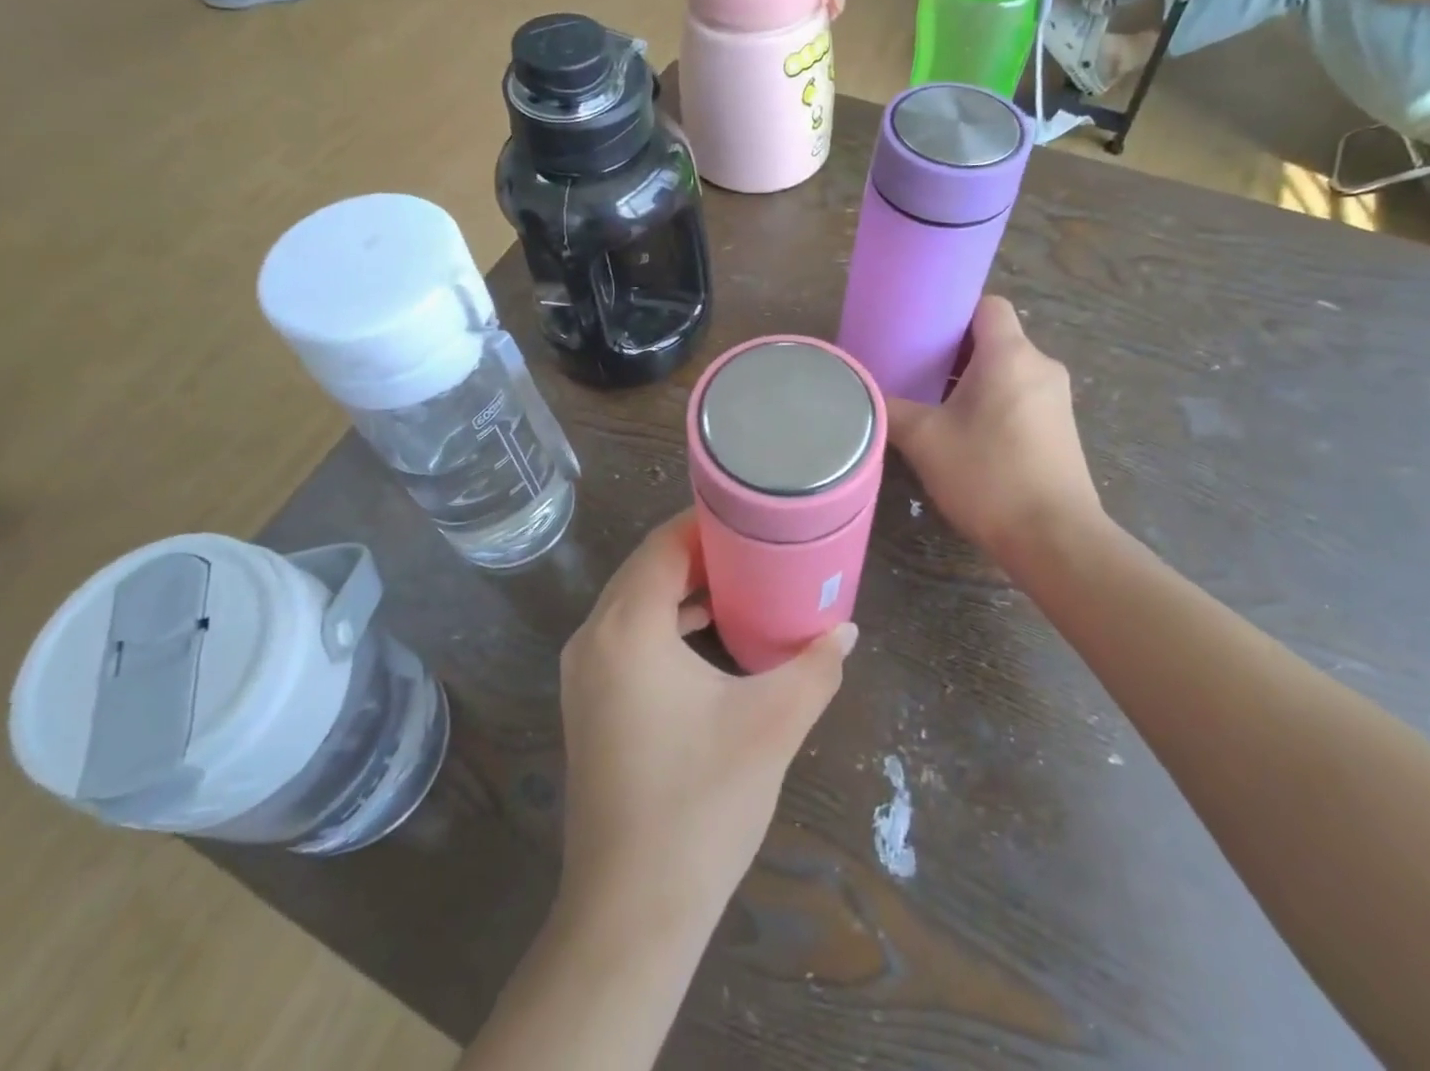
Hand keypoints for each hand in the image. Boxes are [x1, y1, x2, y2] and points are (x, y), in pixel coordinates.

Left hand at [558, 514, 855, 939]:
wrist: (630, 913)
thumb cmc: (701, 804)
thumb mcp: (771, 725)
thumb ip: (814, 667)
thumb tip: (845, 630)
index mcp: (627, 627)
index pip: (665, 544)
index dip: (709, 523)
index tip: (755, 516)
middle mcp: (593, 638)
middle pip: (647, 568)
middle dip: (701, 552)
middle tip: (758, 546)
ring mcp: (583, 673)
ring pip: (635, 602)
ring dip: (684, 588)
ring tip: (743, 584)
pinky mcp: (588, 703)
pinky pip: (627, 636)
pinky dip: (666, 622)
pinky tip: (711, 636)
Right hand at [885, 296, 1106, 562]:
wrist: (1054, 538)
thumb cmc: (988, 476)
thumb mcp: (925, 440)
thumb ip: (891, 409)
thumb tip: (864, 395)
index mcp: (1010, 355)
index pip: (987, 305)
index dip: (954, 310)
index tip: (921, 330)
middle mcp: (1040, 367)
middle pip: (995, 338)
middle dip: (955, 350)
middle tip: (916, 369)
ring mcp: (1056, 399)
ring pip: (1008, 370)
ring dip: (973, 379)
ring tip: (934, 403)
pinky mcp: (1061, 429)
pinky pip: (1021, 396)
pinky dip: (993, 401)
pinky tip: (965, 433)